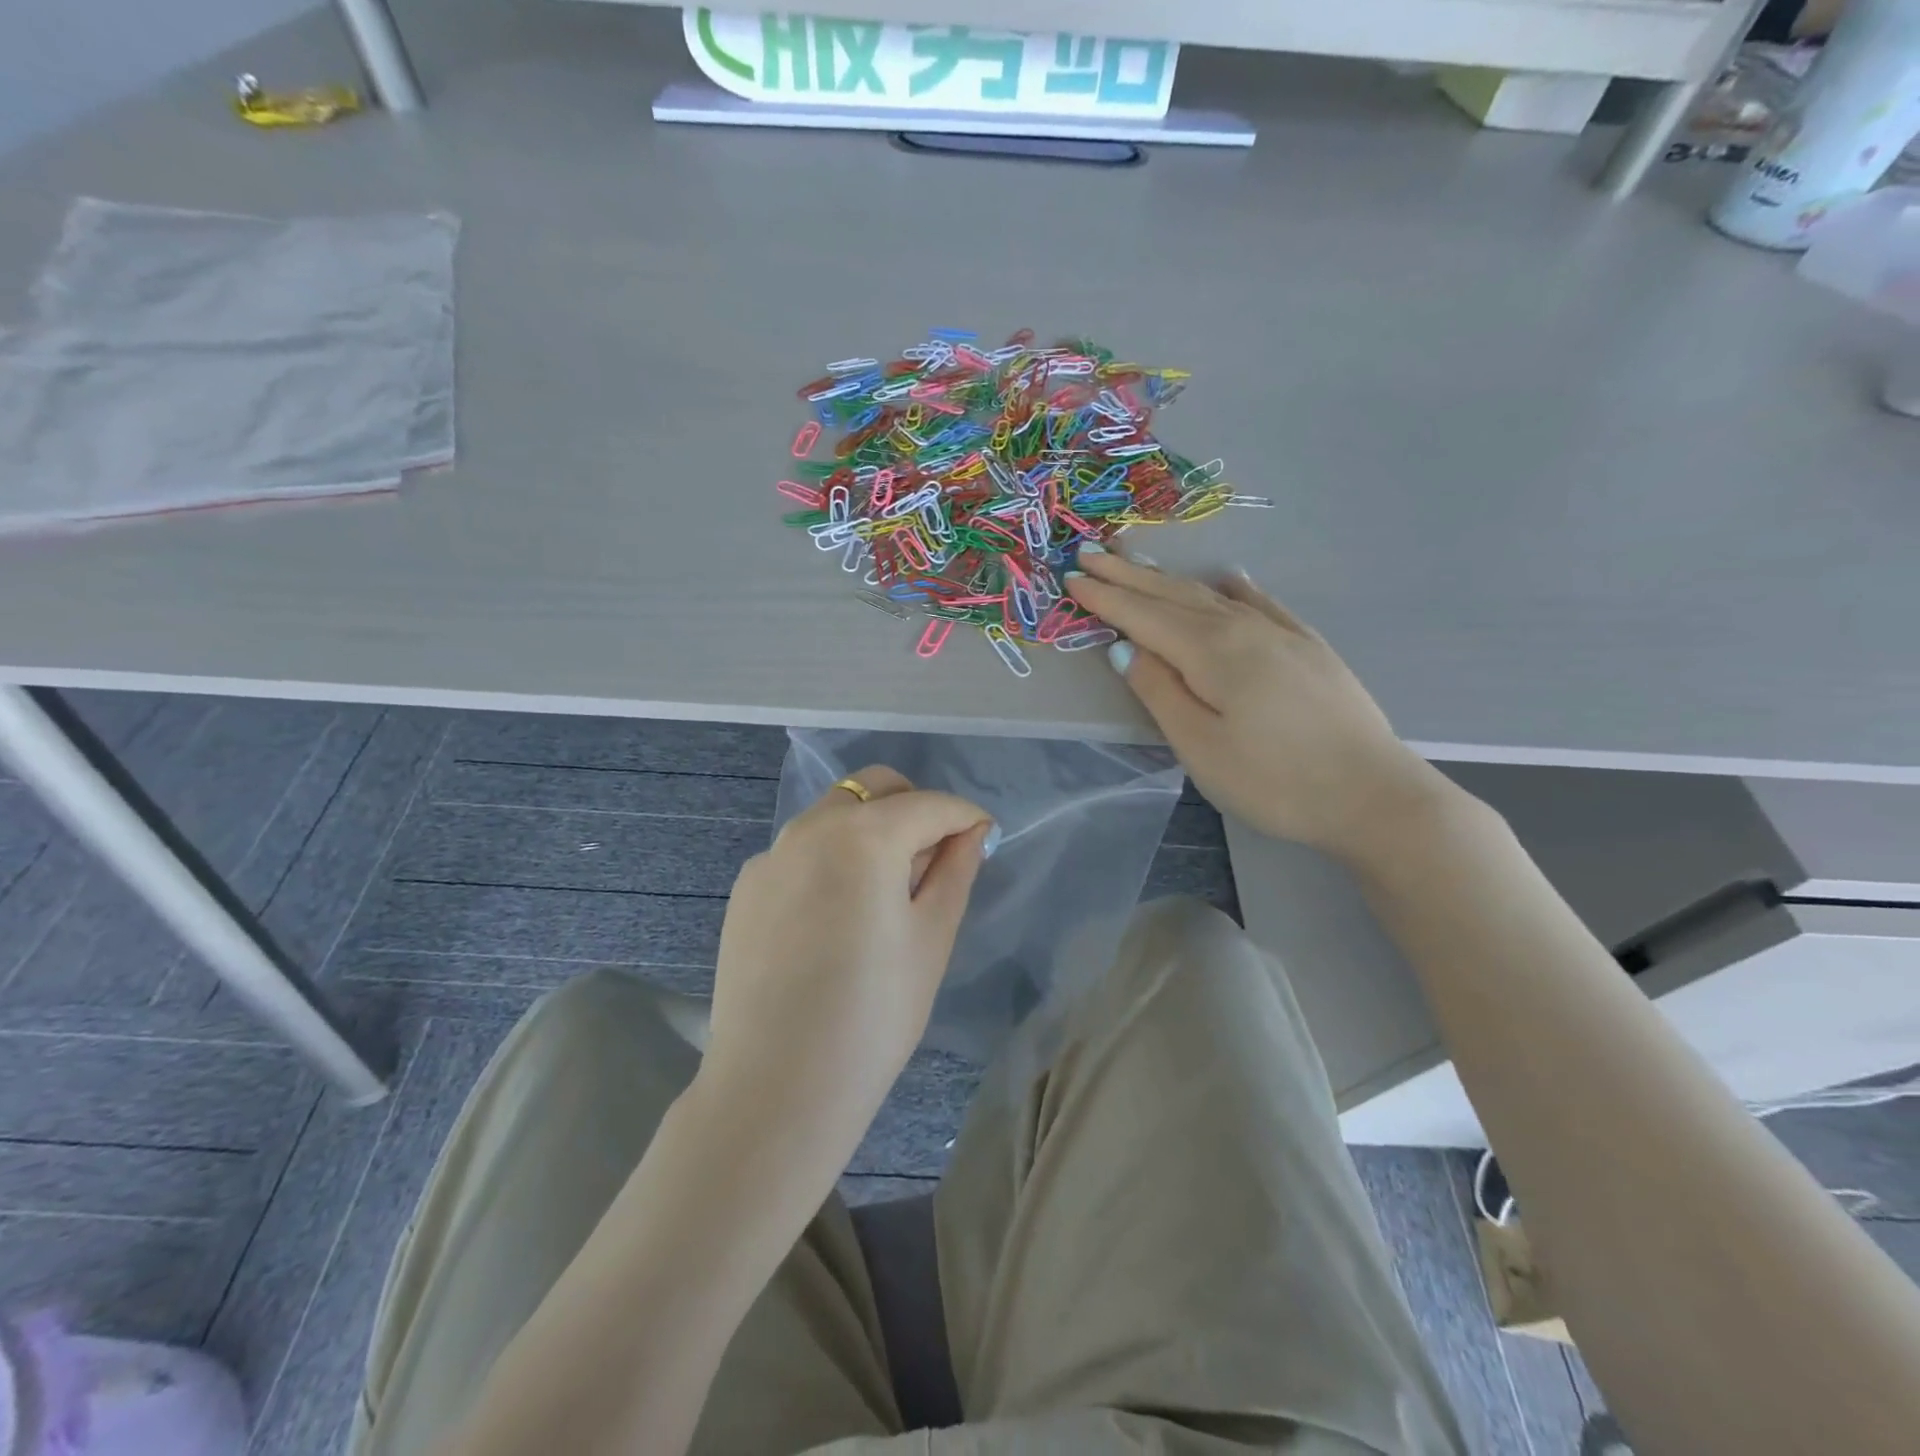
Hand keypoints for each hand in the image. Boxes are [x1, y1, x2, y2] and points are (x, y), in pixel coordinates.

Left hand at [697, 766, 993, 1169]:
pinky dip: (830, 859)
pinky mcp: (746, 887)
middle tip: (935, 856)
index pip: (929, 805)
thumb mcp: (931, 939)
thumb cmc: (874, 1015)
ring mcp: (770, 855)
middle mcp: (810, 828)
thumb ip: (955, 870)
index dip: (965, 817)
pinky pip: (800, 852)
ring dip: (870, 830)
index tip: (984, 837)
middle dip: (914, 807)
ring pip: (833, 815)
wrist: (776, 1087)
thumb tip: (971, 832)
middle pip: (874, 789)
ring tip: (886, 890)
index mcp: (863, 835)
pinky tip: (834, 917)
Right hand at [1067, 546, 1450, 864]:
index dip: (1106, 597)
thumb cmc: (1274, 781)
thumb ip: (1159, 692)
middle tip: (1092, 555)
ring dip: (1170, 579)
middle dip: (1129, 576)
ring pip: (1212, 595)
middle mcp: (1244, 629)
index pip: (1144, 616)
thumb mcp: (1200, 747)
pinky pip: (1260, 603)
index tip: (1072, 577)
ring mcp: (1281, 634)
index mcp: (1211, 652)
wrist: (1373, 795)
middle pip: (1174, 596)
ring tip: (1140, 562)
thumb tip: (1125, 648)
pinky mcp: (1308, 647)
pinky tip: (1228, 578)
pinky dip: (1233, 588)